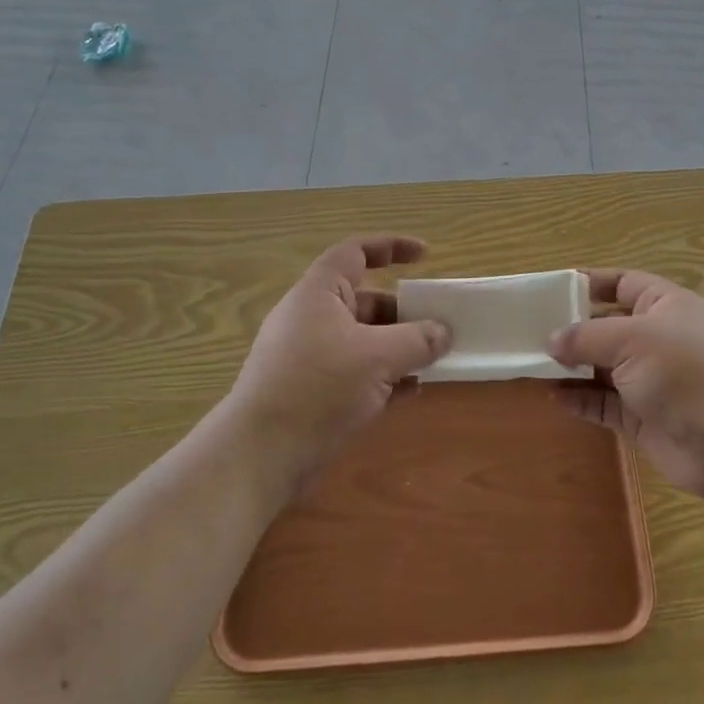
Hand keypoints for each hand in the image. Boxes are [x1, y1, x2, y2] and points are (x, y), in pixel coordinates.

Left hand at [226, 235, 450, 489]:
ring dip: (399, 348)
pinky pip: (357, 372)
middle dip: (405, 311)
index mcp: (319, 293)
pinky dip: (384, 377)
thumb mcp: (378, 357)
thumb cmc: (318, 388)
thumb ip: (417, 340)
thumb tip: (444, 332)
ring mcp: (311, 357)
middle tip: (440, 324)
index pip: (355, 252)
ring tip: (434, 360)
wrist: (259, 456)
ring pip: (364, 340)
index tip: (426, 255)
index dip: (391, 246)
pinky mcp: (313, 392)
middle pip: (366, 300)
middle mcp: (313, 318)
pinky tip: (411, 392)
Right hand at [549, 269, 703, 505]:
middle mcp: (659, 338)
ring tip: (532, 365)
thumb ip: (586, 336)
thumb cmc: (685, 371)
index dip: (589, 283)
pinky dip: (581, 400)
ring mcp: (652, 380)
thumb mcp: (632, 339)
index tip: (551, 290)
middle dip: (573, 329)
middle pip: (608, 326)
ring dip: (572, 367)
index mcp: (665, 305)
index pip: (623, 283)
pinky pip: (605, 403)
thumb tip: (551, 340)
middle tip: (530, 332)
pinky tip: (553, 397)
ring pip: (603, 367)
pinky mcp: (644, 417)